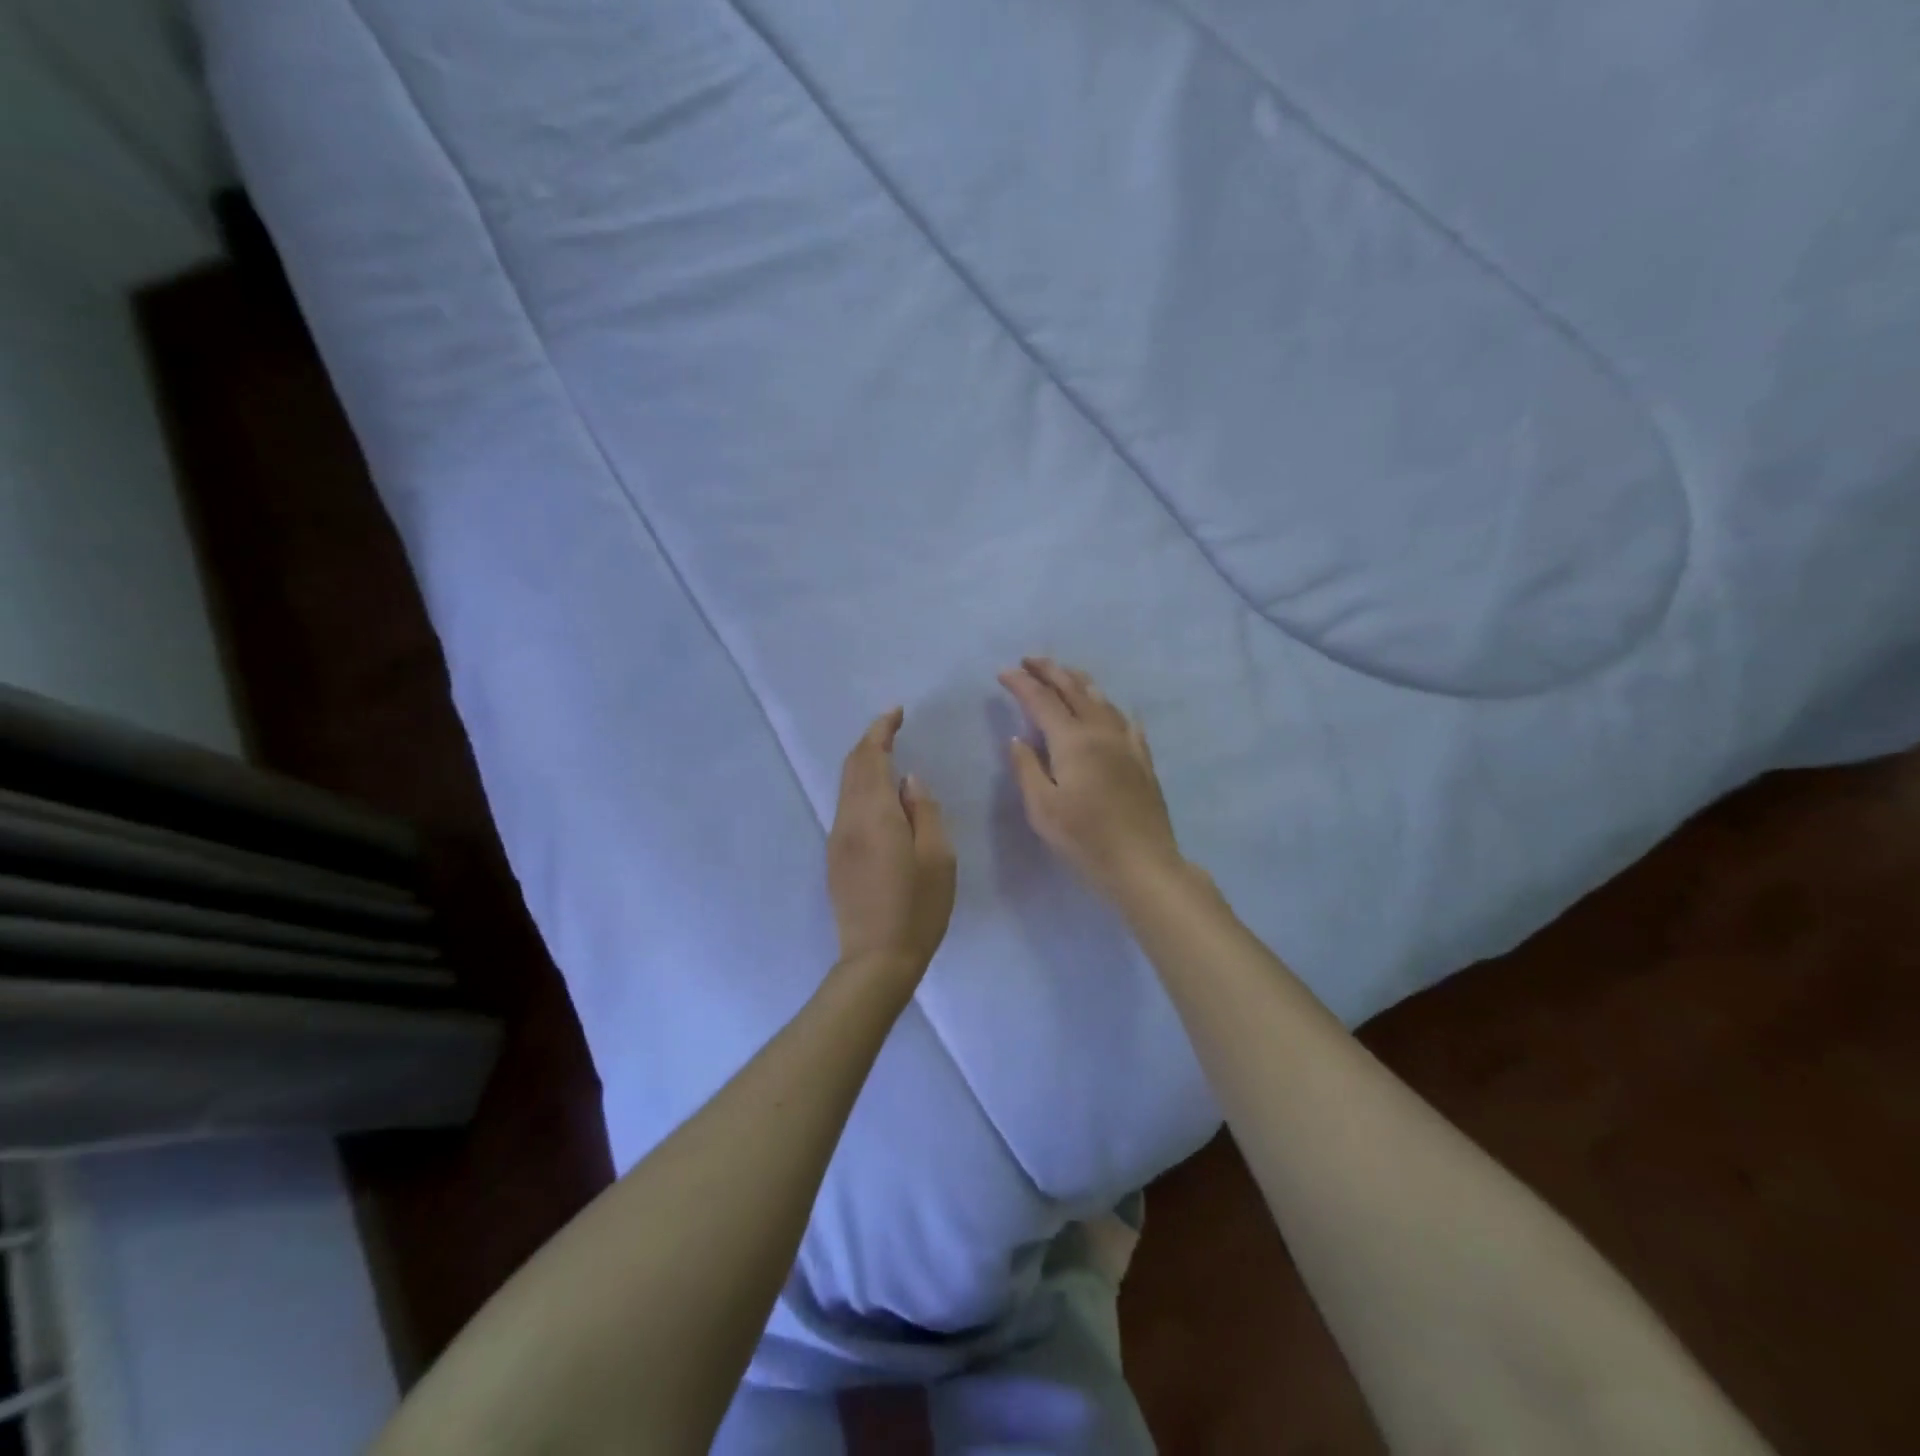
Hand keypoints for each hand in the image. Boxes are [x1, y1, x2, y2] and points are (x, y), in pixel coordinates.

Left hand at [827, 708, 955, 979]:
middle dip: (870, 742)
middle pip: (852, 767)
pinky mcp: (835, 858)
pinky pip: (846, 807)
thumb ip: (923, 810)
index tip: (897, 713)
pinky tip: (881, 798)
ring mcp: (837, 839)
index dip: (881, 730)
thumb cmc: (917, 907)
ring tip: (890, 758)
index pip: (870, 757)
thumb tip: (909, 780)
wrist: (876, 960)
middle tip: (894, 729)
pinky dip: (861, 788)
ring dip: (864, 765)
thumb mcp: (937, 856)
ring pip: (846, 787)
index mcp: (873, 814)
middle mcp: (847, 819)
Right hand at [999, 659, 1185, 901]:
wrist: (1142, 863)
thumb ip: (1027, 768)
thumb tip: (1018, 738)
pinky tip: (1110, 708)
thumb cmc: (1084, 839)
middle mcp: (1100, 732)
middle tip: (1029, 660)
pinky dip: (1110, 707)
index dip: (1021, 684)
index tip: (1003, 673)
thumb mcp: (1042, 808)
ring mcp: (1126, 743)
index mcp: (1072, 741)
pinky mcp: (1142, 759)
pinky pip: (1125, 720)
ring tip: (1064, 673)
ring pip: (1101, 699)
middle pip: (1073, 689)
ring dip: (1078, 681)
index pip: (1042, 701)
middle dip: (1050, 670)